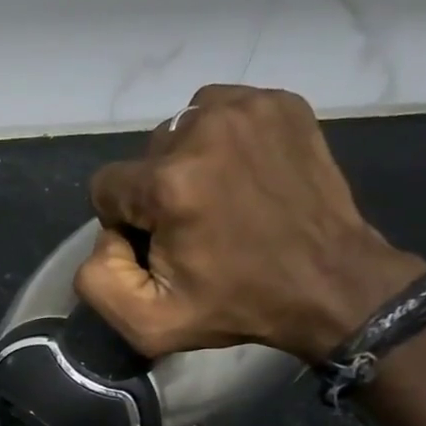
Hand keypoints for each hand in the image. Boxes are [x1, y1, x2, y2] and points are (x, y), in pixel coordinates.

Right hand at [73, 84, 425, 361]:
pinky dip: (221, 141)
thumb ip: (96, 279)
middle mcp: (203, 130)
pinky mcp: (279, 103)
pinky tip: (242, 175)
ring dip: (186, 162)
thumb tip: (106, 234)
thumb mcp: (148, 323)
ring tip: (218, 198)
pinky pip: (221, 111)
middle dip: (156, 191)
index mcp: (169, 183)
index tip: (160, 246)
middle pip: (144, 157)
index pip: (106, 186)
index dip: (125, 222)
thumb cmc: (235, 305)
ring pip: (180, 129)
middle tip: (194, 226)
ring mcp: (247, 109)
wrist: (329, 283)